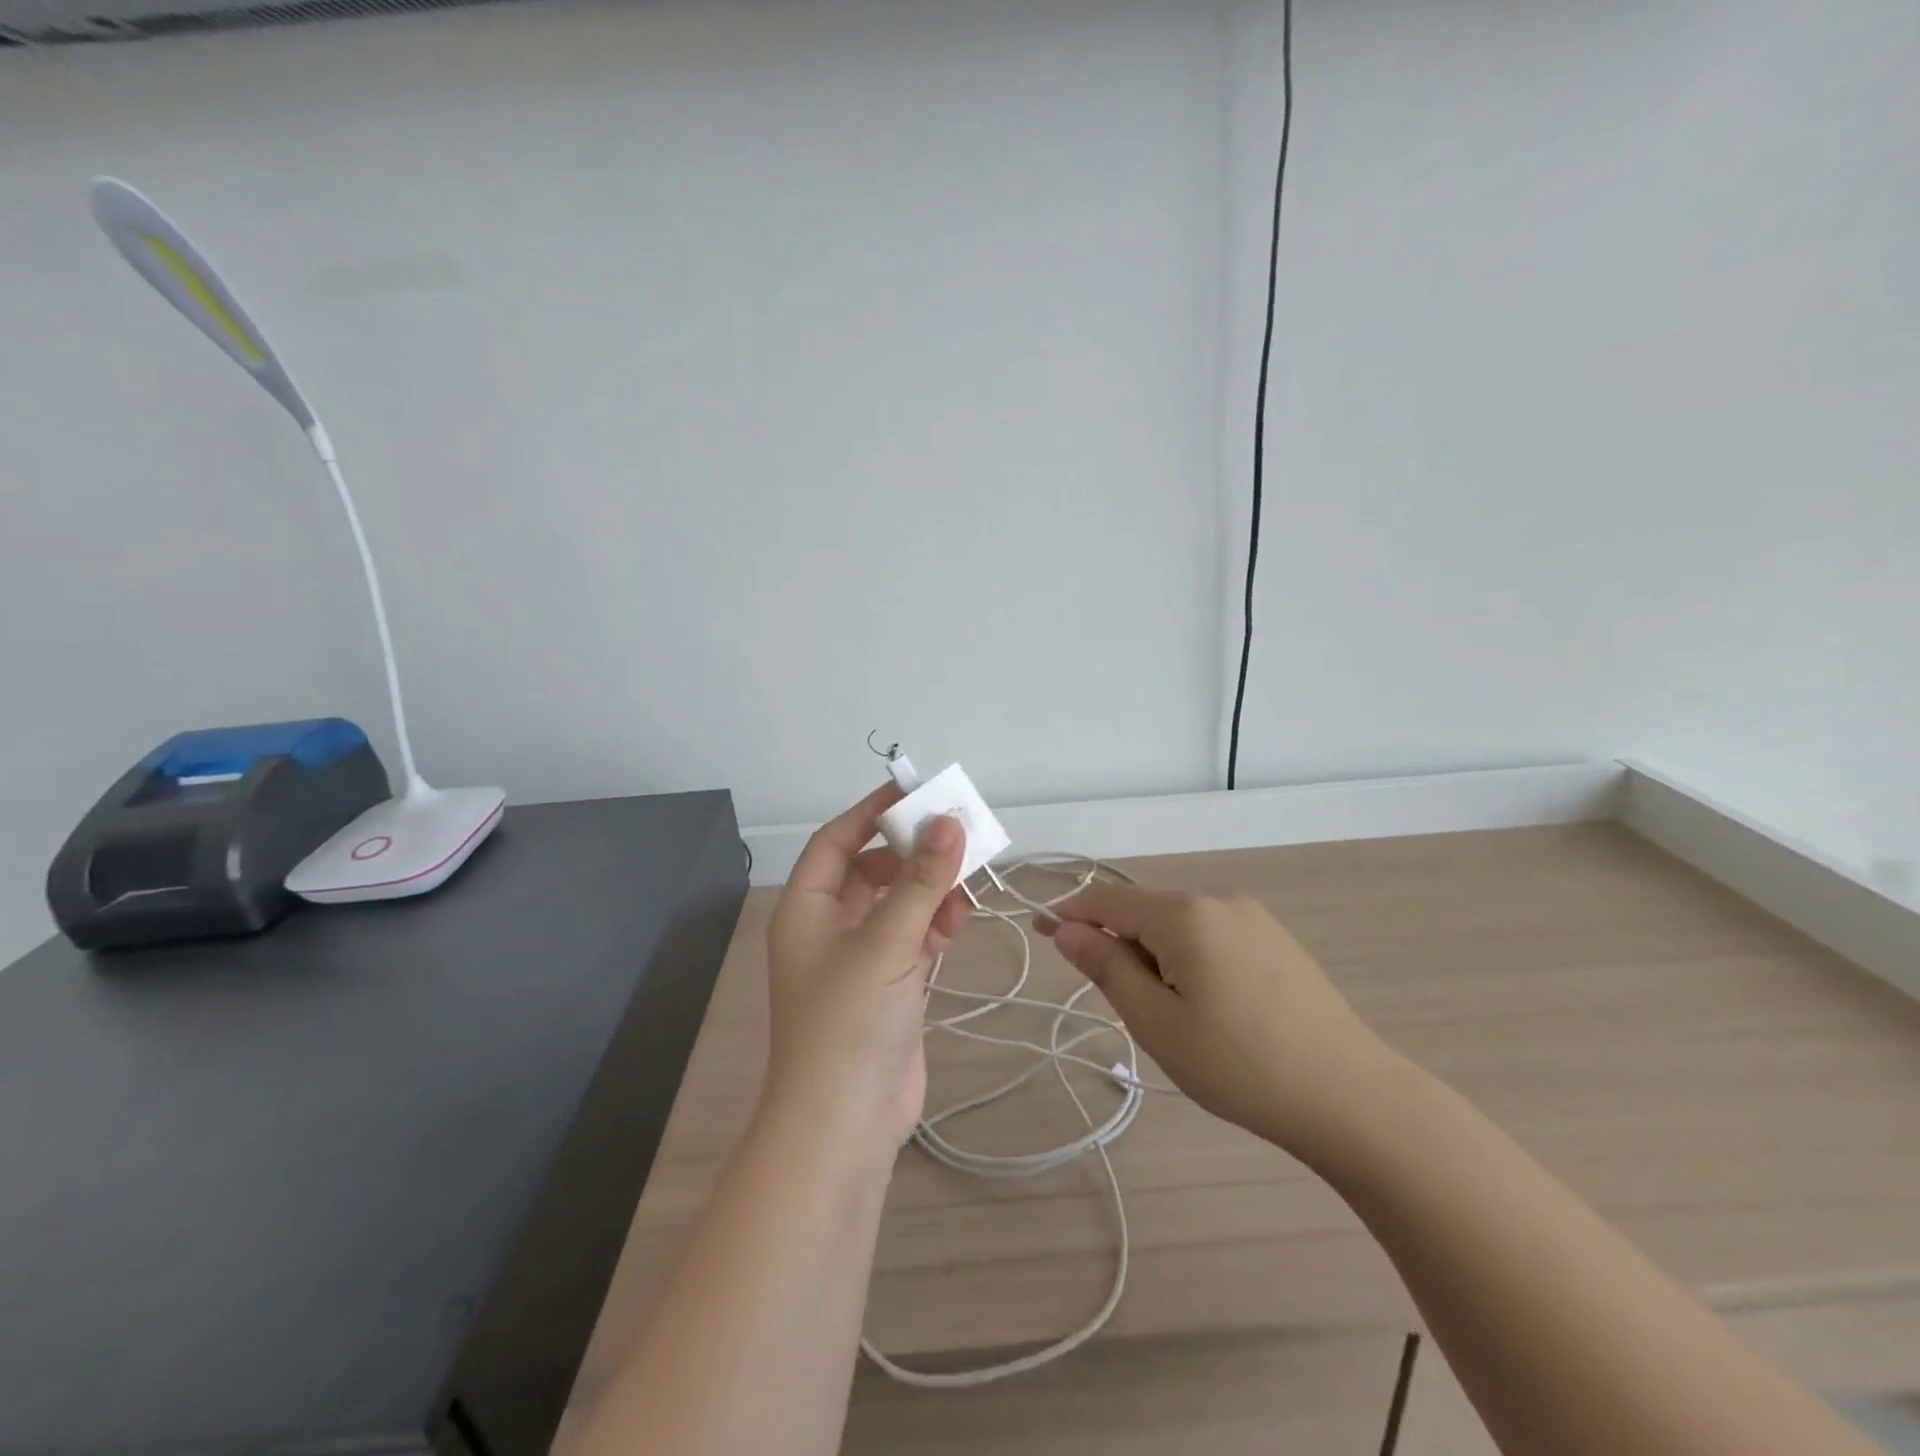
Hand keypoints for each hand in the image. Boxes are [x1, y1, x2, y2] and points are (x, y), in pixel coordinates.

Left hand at [763, 784, 970, 1153]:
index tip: (914, 790)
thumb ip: (921, 881)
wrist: (844, 1128)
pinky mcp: (890, 988)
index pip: (837, 841)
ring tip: (966, 885)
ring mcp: (861, 960)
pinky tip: (959, 922)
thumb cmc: (849, 1023)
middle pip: (873, 870)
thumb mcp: (886, 943)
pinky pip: (914, 937)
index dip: (871, 811)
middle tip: (957, 835)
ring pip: (898, 904)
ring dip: (931, 890)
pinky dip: (936, 925)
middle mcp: (829, 928)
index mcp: (807, 909)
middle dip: (913, 853)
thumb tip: (950, 821)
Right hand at [1041, 885, 1398, 1167]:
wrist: (1351, 1097)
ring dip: (1157, 958)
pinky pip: (1211, 936)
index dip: (1069, 914)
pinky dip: (1190, 960)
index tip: (1041, 933)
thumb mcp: (1157, 1023)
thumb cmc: (1240, 1065)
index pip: (1108, 901)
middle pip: (1145, 912)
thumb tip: (1067, 930)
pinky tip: (1213, 1008)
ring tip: (1176, 1019)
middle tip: (1131, 1012)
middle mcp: (1218, 900)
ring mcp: (1253, 917)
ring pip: (1179, 926)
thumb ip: (1107, 968)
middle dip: (1122, 948)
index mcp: (1185, 914)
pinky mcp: (1275, 939)